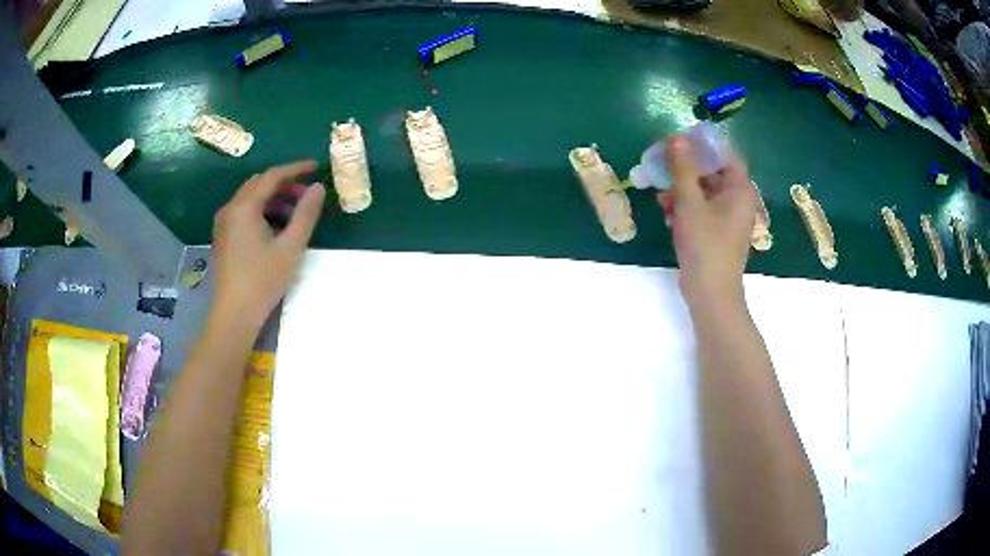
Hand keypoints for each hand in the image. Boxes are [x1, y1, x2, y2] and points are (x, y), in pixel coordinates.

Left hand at [211, 160, 325, 326]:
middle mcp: (230, 209)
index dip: (295, 169)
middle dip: (284, 184)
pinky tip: (275, 229)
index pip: (272, 176)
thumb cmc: (263, 281)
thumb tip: (318, 187)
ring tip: (295, 214)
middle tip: (307, 195)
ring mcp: (223, 224)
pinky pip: (243, 213)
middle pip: (259, 184)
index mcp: (244, 207)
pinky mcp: (223, 238)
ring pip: (251, 199)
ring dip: (273, 199)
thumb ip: (306, 214)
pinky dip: (262, 212)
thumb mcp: (291, 247)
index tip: (316, 167)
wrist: (234, 314)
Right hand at [657, 137, 755, 310]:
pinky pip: (702, 211)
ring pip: (704, 193)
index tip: (677, 143)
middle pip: (712, 173)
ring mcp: (728, 219)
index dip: (702, 146)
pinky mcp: (717, 233)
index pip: (724, 155)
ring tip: (661, 198)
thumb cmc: (705, 245)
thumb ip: (682, 169)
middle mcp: (738, 201)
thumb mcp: (690, 203)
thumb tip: (676, 139)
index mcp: (740, 189)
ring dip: (682, 191)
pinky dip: (686, 209)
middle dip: (686, 171)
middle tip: (662, 166)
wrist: (710, 294)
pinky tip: (668, 215)